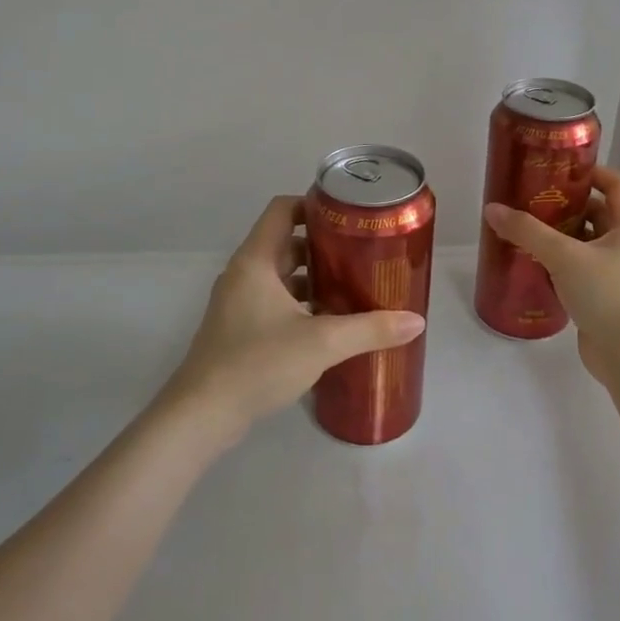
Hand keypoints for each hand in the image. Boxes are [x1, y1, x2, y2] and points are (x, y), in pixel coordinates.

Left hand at [159, 195, 426, 438]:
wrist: (202, 415)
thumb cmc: (257, 363)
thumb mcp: (321, 342)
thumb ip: (370, 329)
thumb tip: (417, 321)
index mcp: (255, 261)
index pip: (282, 209)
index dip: (313, 204)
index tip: (349, 216)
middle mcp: (243, 274)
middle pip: (285, 243)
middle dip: (323, 245)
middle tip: (362, 252)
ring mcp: (238, 303)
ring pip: (281, 276)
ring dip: (313, 278)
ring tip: (353, 286)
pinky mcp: (239, 330)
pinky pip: (275, 302)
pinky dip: (301, 304)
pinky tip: (329, 322)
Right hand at [484, 164, 619, 384]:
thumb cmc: (606, 294)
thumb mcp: (564, 256)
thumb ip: (527, 231)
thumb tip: (492, 209)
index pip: (617, 184)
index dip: (592, 172)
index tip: (559, 169)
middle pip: (598, 213)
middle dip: (567, 205)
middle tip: (531, 200)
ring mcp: (616, 273)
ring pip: (586, 243)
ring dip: (560, 235)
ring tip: (525, 230)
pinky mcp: (603, 296)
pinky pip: (579, 269)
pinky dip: (559, 263)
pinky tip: (532, 264)